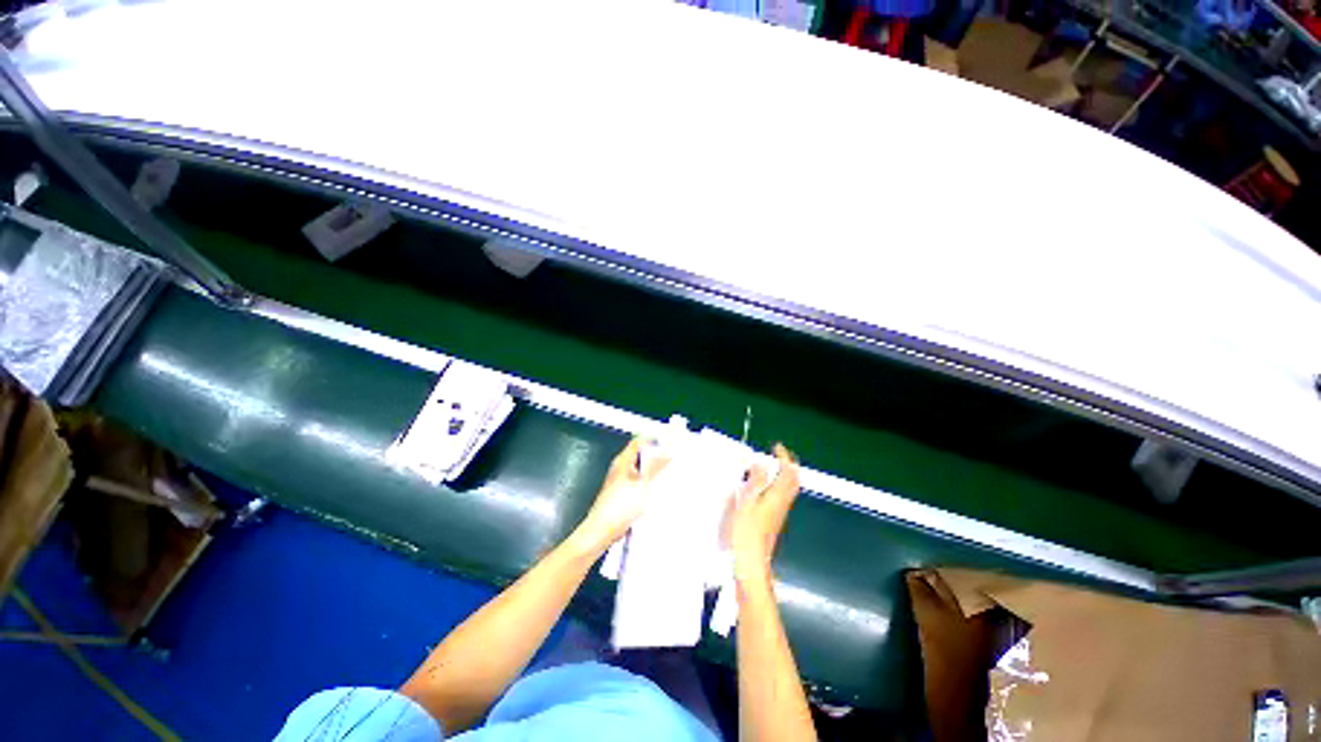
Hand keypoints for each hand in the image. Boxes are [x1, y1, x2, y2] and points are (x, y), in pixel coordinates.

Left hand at [572, 438, 669, 551]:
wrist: (602, 530)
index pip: (639, 442)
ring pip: (639, 469)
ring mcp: (619, 480)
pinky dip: (646, 482)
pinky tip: (656, 489)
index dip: (653, 441)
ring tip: (667, 473)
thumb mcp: (642, 484)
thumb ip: (654, 467)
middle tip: (672, 459)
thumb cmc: (621, 505)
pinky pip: (637, 481)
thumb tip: (666, 453)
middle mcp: (620, 467)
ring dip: (651, 470)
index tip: (669, 444)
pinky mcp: (621, 493)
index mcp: (622, 460)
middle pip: (639, 455)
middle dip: (655, 456)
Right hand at [730, 444, 800, 583]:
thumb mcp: (746, 502)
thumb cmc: (746, 534)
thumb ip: (754, 481)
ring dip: (782, 475)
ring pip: (788, 489)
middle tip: (777, 456)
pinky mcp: (773, 520)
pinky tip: (761, 488)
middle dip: (787, 465)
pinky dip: (775, 486)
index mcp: (777, 496)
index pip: (788, 472)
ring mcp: (779, 513)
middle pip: (793, 481)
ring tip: (768, 467)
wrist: (751, 565)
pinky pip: (781, 497)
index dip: (784, 457)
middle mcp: (782, 503)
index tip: (776, 447)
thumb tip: (759, 462)